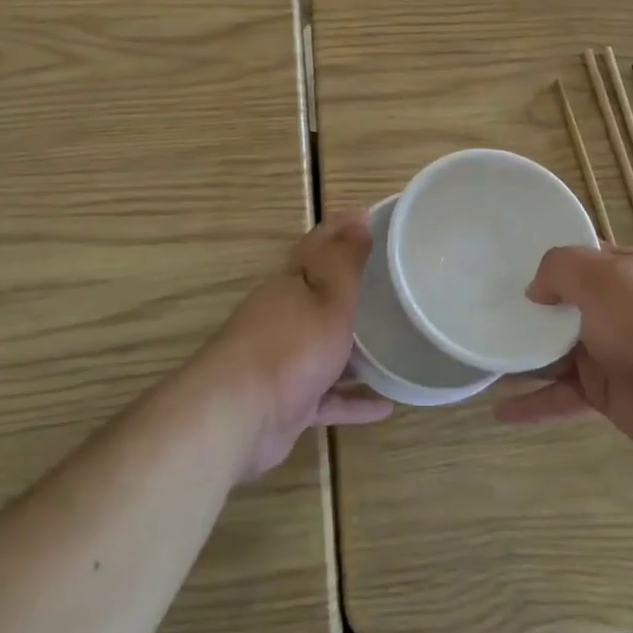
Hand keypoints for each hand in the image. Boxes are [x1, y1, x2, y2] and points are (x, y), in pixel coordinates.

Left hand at [203, 211, 392, 478]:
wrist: (237, 416)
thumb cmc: (290, 346)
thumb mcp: (328, 297)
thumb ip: (345, 261)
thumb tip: (357, 217)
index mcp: (291, 283)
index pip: (317, 245)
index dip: (341, 228)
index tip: (370, 216)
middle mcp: (284, 315)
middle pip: (320, 294)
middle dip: (349, 286)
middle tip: (392, 280)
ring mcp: (284, 360)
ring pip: (325, 346)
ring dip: (355, 347)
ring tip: (395, 344)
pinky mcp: (288, 401)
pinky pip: (328, 395)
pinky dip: (352, 398)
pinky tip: (385, 405)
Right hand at [495, 245, 632, 467]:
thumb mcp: (603, 277)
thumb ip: (560, 269)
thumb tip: (535, 291)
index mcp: (619, 271)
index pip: (576, 255)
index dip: (542, 255)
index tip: (501, 258)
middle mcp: (612, 308)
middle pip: (558, 303)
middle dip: (522, 306)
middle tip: (478, 306)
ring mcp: (607, 351)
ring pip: (552, 350)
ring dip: (519, 354)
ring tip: (480, 356)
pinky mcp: (603, 392)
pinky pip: (559, 394)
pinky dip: (532, 402)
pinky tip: (499, 411)